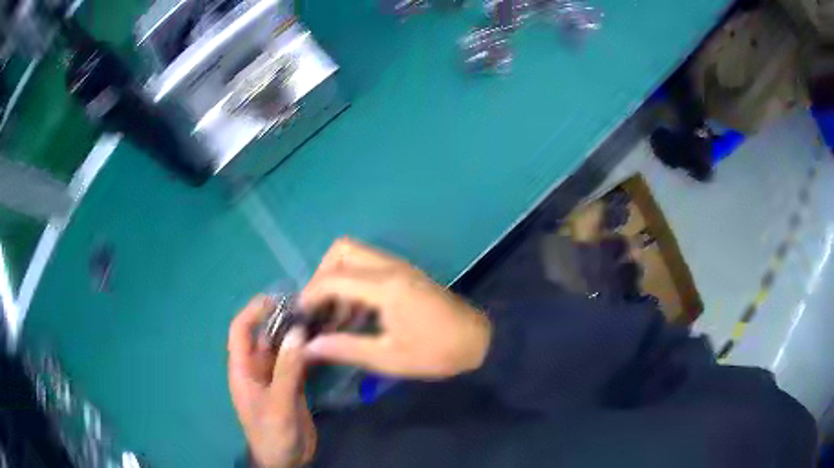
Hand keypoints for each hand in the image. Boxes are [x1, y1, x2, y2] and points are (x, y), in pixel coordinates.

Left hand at [228, 296, 315, 467]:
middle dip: (282, 319)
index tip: (278, 299)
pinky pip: (298, 362)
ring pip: (284, 347)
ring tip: (320, 318)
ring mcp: (275, 377)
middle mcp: (257, 368)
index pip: (241, 330)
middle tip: (309, 306)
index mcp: (243, 369)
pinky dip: (308, 351)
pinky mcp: (292, 386)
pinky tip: (325, 342)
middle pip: (265, 335)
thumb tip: (298, 332)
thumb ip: (287, 370)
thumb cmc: (272, 434)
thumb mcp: (278, 404)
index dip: (254, 311)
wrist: (286, 461)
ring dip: (298, 334)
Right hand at [299, 239, 492, 379]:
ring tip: (334, 316)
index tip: (299, 316)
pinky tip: (355, 314)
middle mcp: (390, 267)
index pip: (333, 278)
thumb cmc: (436, 352)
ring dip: (337, 278)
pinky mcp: (406, 274)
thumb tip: (309, 347)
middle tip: (318, 309)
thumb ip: (345, 348)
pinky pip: (369, 266)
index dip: (309, 295)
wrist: (479, 341)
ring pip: (355, 255)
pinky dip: (353, 282)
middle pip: (342, 250)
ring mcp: (400, 267)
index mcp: (385, 286)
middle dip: (322, 276)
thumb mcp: (389, 357)